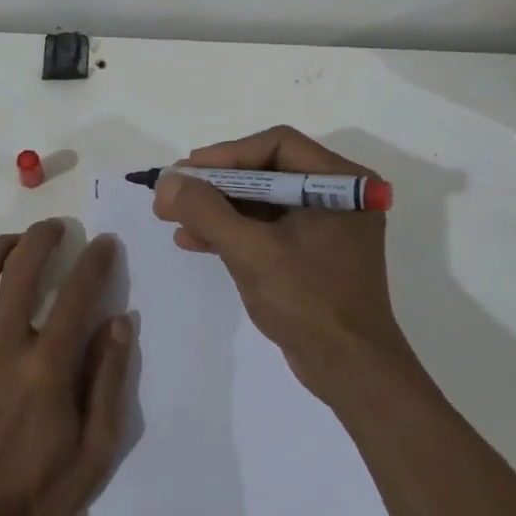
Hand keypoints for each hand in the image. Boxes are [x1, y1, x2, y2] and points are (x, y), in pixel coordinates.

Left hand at [0, 221, 132, 515]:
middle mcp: (2, 349)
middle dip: (41, 238)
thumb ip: (109, 382)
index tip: (104, 243)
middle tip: (55, 229)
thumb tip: (119, 323)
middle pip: (20, 271)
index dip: (95, 262)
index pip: (76, 296)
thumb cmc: (37, 492)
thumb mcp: (95, 451)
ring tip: (13, 243)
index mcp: (45, 369)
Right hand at [152, 126, 418, 398]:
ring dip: (217, 208)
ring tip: (173, 217)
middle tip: (174, 191)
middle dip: (216, 183)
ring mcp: (325, 225)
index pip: (277, 145)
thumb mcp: (251, 251)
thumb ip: (206, 211)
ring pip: (261, 200)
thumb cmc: (308, 302)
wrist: (349, 371)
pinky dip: (232, 231)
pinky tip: (194, 240)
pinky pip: (266, 227)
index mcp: (340, 183)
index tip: (188, 171)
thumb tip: (166, 181)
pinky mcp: (311, 252)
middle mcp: (337, 195)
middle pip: (266, 170)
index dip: (228, 153)